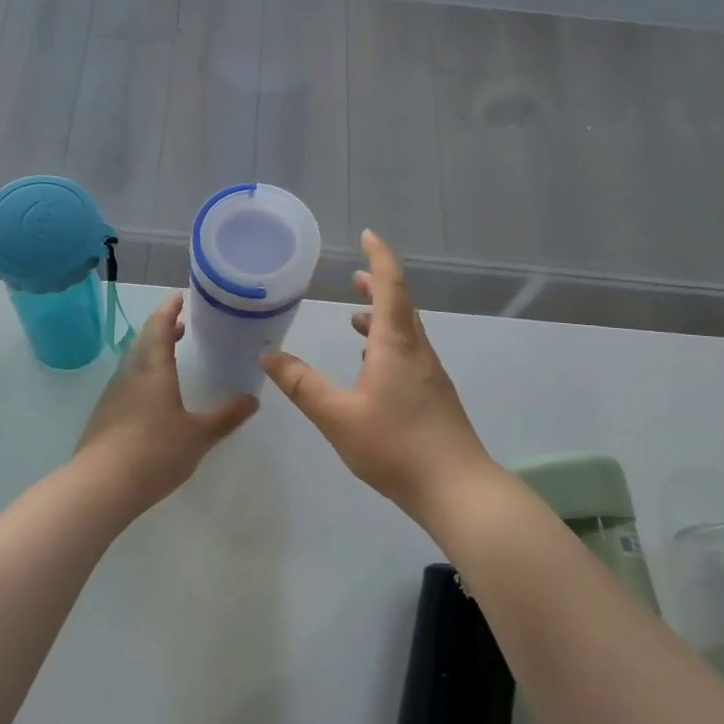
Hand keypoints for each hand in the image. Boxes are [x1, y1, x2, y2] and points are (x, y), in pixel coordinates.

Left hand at [74, 293, 258, 513]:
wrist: (101, 485)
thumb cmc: (154, 452)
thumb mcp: (199, 435)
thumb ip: (226, 416)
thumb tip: (253, 399)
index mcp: (153, 369)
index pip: (159, 326)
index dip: (169, 309)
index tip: (179, 296)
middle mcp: (130, 374)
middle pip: (144, 341)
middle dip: (162, 329)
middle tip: (181, 325)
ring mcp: (113, 395)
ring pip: (133, 363)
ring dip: (152, 353)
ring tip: (171, 358)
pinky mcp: (105, 416)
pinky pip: (127, 384)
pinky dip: (143, 376)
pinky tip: (154, 397)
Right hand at [262, 230, 497, 523]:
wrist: (456, 488)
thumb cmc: (395, 446)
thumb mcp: (337, 416)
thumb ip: (302, 385)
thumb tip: (268, 357)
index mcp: (396, 345)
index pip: (389, 287)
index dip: (378, 258)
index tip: (368, 235)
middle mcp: (417, 352)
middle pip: (399, 306)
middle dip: (377, 286)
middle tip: (353, 276)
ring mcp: (429, 375)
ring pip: (404, 332)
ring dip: (381, 317)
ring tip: (354, 318)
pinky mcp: (434, 396)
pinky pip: (408, 354)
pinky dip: (386, 345)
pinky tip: (370, 367)